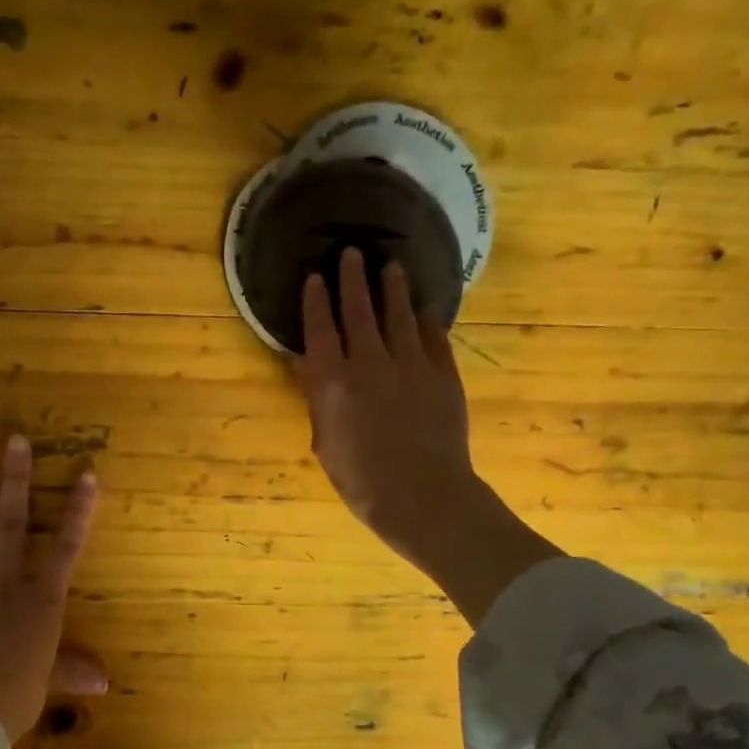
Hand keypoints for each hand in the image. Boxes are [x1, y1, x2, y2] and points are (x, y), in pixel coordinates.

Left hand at [0, 435, 105, 739]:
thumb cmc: (14, 699)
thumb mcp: (47, 684)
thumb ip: (72, 672)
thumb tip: (104, 683)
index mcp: (40, 603)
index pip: (65, 548)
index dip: (78, 510)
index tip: (85, 473)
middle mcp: (3, 586)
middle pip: (10, 525)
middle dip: (14, 481)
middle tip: (13, 439)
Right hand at [297, 248, 560, 625]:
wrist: (423, 496)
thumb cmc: (362, 481)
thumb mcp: (326, 444)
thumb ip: (316, 400)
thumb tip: (304, 364)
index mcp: (335, 383)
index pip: (321, 330)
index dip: (316, 301)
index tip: (315, 276)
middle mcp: (371, 363)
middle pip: (360, 310)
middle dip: (353, 279)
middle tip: (351, 252)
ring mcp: (412, 366)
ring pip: (400, 316)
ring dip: (393, 289)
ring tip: (391, 266)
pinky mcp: (444, 375)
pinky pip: (434, 338)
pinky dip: (427, 320)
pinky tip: (425, 309)